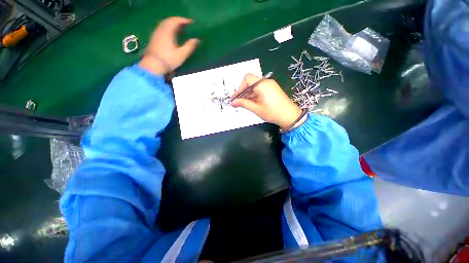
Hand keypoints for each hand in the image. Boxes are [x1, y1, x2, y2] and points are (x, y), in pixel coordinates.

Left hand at [139, 17, 199, 74]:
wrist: (153, 65)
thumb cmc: (169, 59)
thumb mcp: (182, 54)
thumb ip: (189, 46)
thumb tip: (197, 40)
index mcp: (167, 31)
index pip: (176, 21)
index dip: (184, 20)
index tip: (191, 22)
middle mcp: (161, 30)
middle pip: (169, 21)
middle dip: (178, 21)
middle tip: (186, 25)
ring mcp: (156, 34)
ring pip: (164, 24)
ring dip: (172, 24)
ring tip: (180, 29)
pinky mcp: (154, 39)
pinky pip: (162, 29)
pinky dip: (168, 28)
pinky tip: (171, 34)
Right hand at [231, 73, 301, 128]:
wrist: (290, 116)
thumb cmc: (272, 112)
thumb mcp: (256, 109)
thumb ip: (243, 104)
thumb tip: (233, 102)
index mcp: (262, 84)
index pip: (247, 79)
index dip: (239, 88)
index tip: (235, 98)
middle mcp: (266, 82)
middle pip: (250, 83)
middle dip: (243, 92)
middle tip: (237, 102)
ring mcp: (270, 85)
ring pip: (255, 87)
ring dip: (248, 95)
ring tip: (243, 104)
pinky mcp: (272, 89)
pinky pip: (260, 89)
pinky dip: (254, 95)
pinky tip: (251, 103)